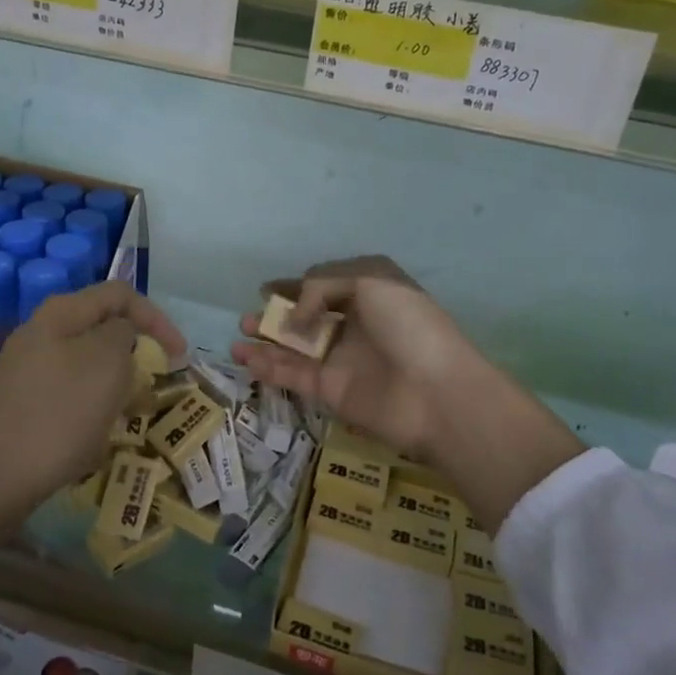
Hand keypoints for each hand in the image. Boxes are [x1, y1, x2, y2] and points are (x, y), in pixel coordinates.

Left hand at [0, 281, 182, 663]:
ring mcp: (26, 372)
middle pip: (103, 331)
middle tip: (154, 389)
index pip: (121, 295)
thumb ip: (123, 334)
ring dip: (116, 388)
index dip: (157, 318)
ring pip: (87, 368)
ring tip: (129, 419)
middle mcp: (40, 335)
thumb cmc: (55, 418)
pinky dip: (91, 412)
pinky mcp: (20, 407)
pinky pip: (68, 398)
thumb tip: (123, 332)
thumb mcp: (104, 365)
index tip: (179, 356)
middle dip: (136, 356)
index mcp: (60, 315)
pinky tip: (95, 441)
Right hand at [230, 257, 472, 465]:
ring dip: (266, 342)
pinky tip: (245, 358)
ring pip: (296, 348)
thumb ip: (321, 286)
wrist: (436, 393)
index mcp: (370, 293)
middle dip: (277, 316)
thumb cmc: (408, 326)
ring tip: (239, 336)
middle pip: (307, 319)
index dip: (296, 286)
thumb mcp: (369, 281)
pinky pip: (294, 376)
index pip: (325, 285)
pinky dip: (268, 367)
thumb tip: (295, 316)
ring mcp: (342, 360)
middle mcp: (355, 325)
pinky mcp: (331, 391)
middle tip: (249, 319)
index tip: (266, 289)